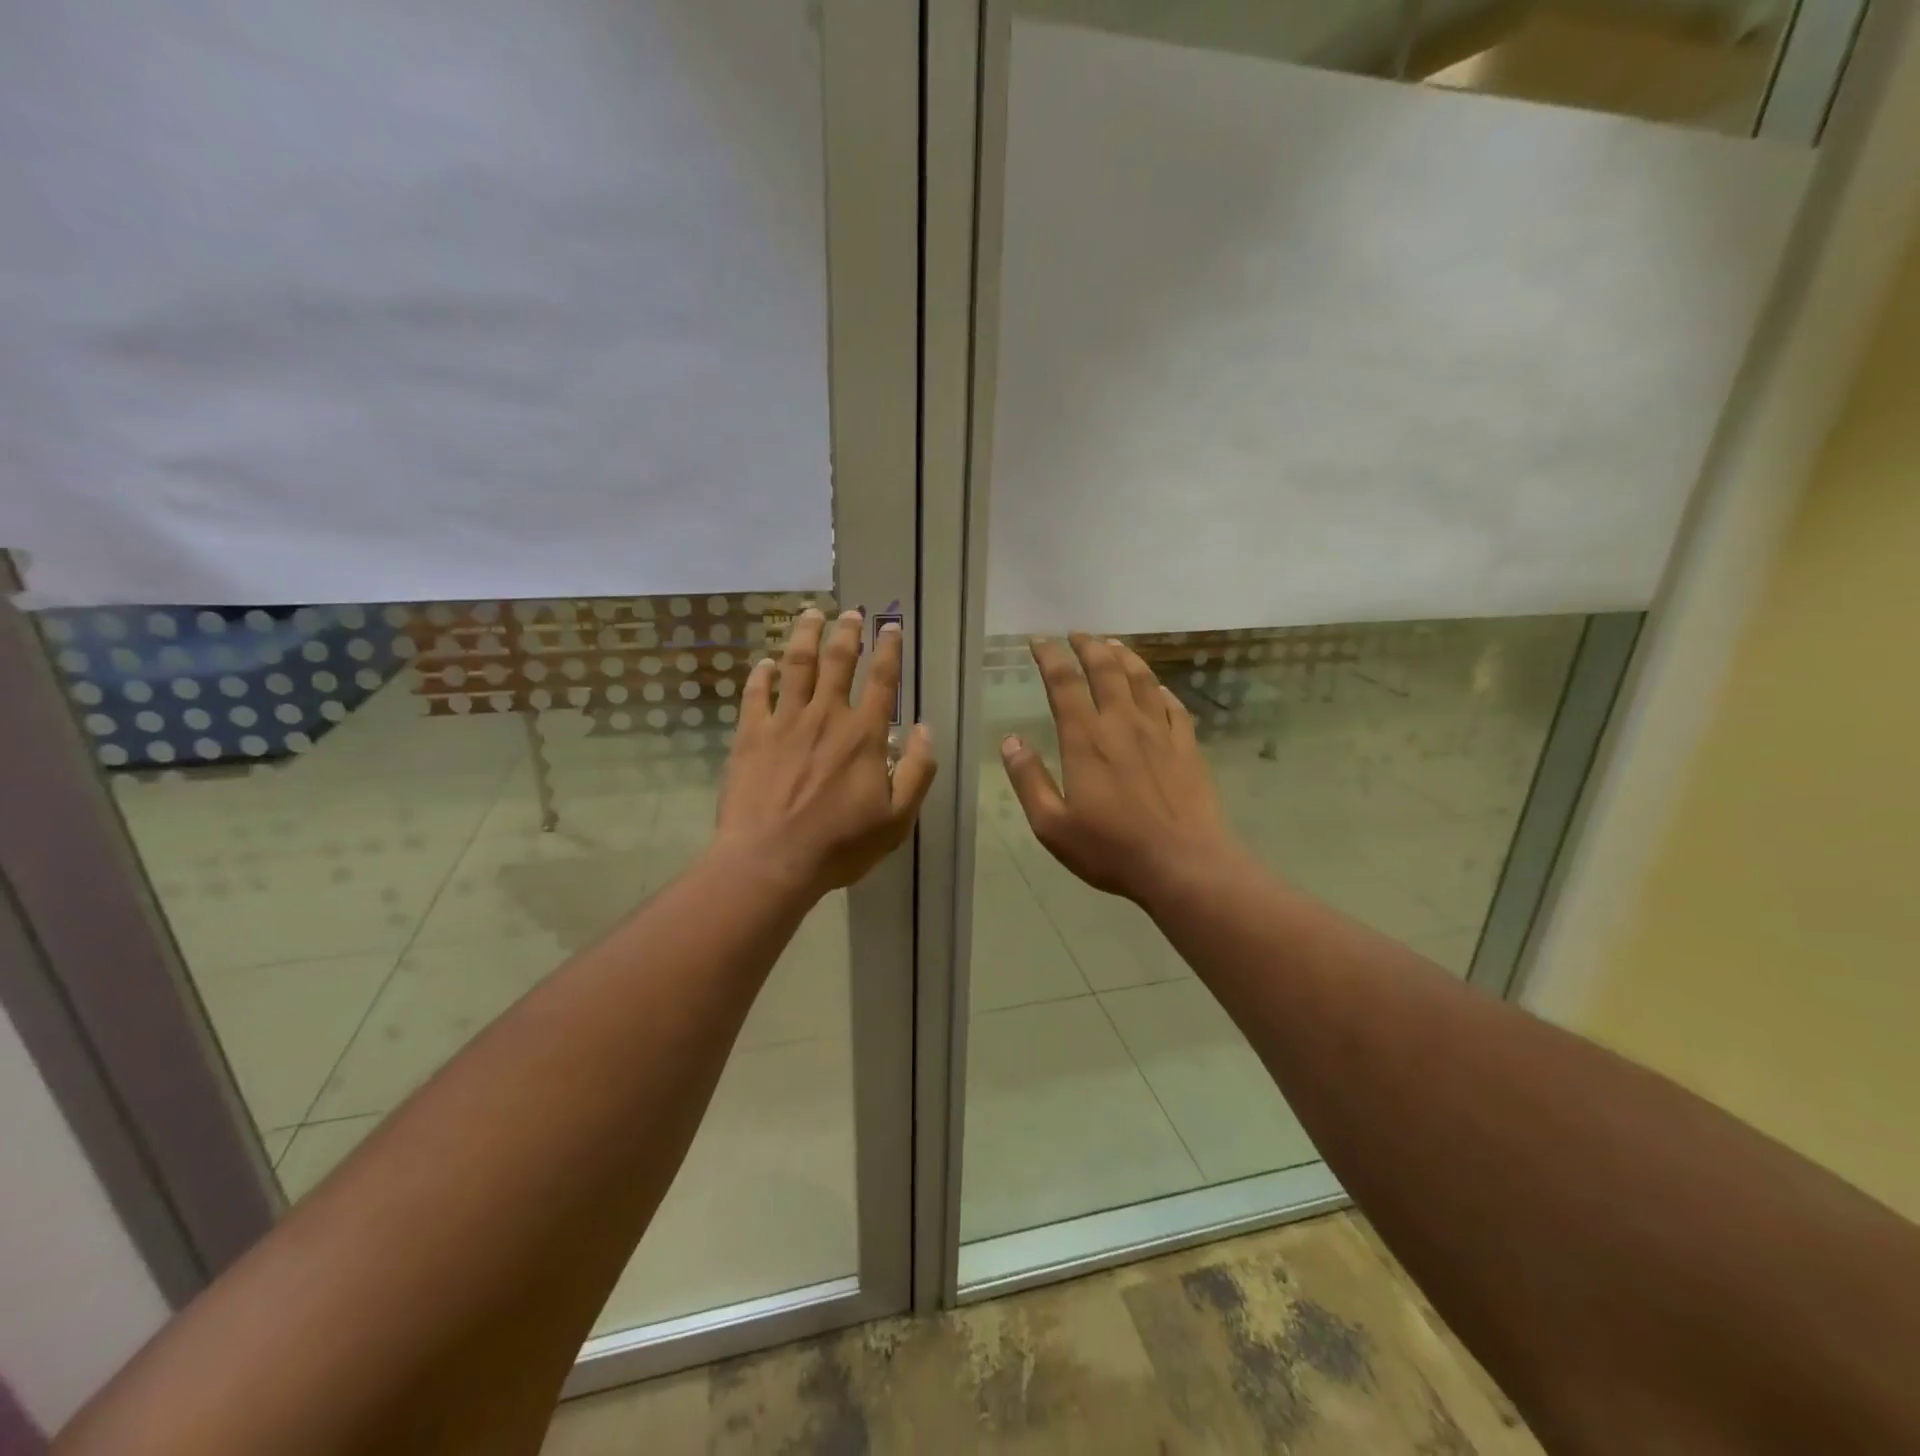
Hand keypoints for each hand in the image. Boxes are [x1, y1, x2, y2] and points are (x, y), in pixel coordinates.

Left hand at [715, 607, 935, 897]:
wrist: (770, 861)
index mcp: (864, 735)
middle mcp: (826, 717)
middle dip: (847, 632)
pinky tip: (765, 663)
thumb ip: (918, 772)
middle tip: (850, 612)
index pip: (882, 681)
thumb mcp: (897, 819)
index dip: (889, 650)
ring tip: (811, 614)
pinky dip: (761, 675)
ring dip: (805, 636)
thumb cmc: (839, 845)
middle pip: (838, 662)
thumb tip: (925, 730)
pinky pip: (755, 695)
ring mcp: (784, 722)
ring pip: (796, 666)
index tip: (890, 626)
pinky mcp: (750, 735)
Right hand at [1001, 634, 1242, 907]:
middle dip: (1088, 645)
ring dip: (1125, 656)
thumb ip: (1029, 780)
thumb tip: (1010, 742)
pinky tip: (1157, 686)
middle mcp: (1122, 724)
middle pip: (1106, 669)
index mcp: (1086, 739)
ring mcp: (1160, 732)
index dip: (1050, 656)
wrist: (1183, 864)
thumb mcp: (1052, 825)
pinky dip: (1160, 688)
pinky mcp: (1188, 746)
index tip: (1039, 641)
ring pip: (1142, 679)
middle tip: (1077, 633)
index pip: (1064, 683)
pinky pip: (1174, 705)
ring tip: (1113, 645)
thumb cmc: (1111, 849)